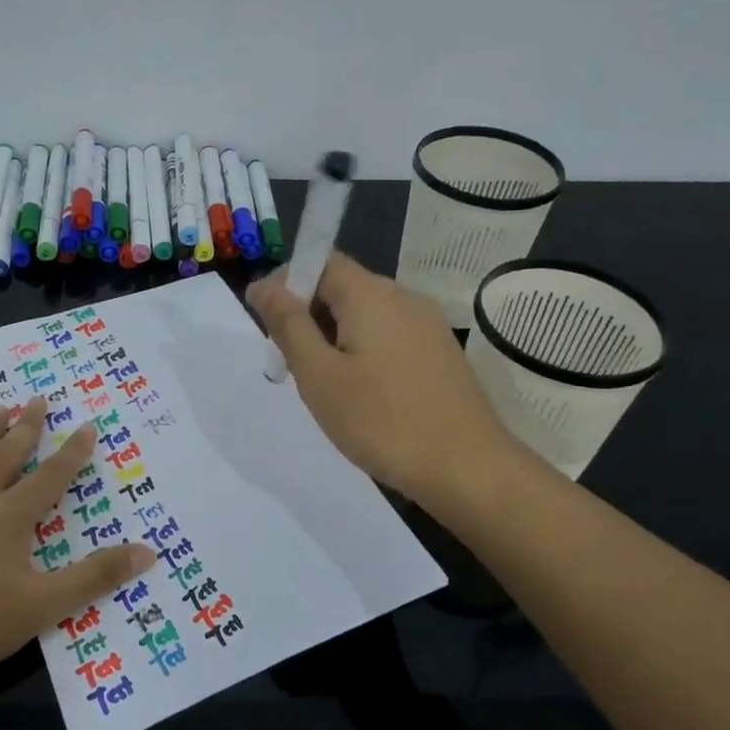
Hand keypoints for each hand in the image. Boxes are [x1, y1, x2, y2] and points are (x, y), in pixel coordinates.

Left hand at [0, 399, 154, 684]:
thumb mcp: (42, 606)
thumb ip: (94, 578)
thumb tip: (148, 551)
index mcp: (10, 516)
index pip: (51, 475)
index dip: (73, 451)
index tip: (87, 425)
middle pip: (7, 453)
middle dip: (27, 426)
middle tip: (38, 398)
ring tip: (1, 406)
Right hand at [247, 252, 515, 504]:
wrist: (467, 468)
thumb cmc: (381, 421)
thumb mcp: (320, 375)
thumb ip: (288, 325)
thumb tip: (262, 285)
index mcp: (371, 294)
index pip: (320, 261)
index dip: (286, 282)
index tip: (264, 322)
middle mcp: (404, 297)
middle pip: (344, 287)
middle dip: (308, 314)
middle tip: (288, 362)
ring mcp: (428, 325)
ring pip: (367, 315)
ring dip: (335, 336)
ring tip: (323, 384)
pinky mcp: (441, 353)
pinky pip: (390, 336)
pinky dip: (364, 351)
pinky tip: (362, 393)